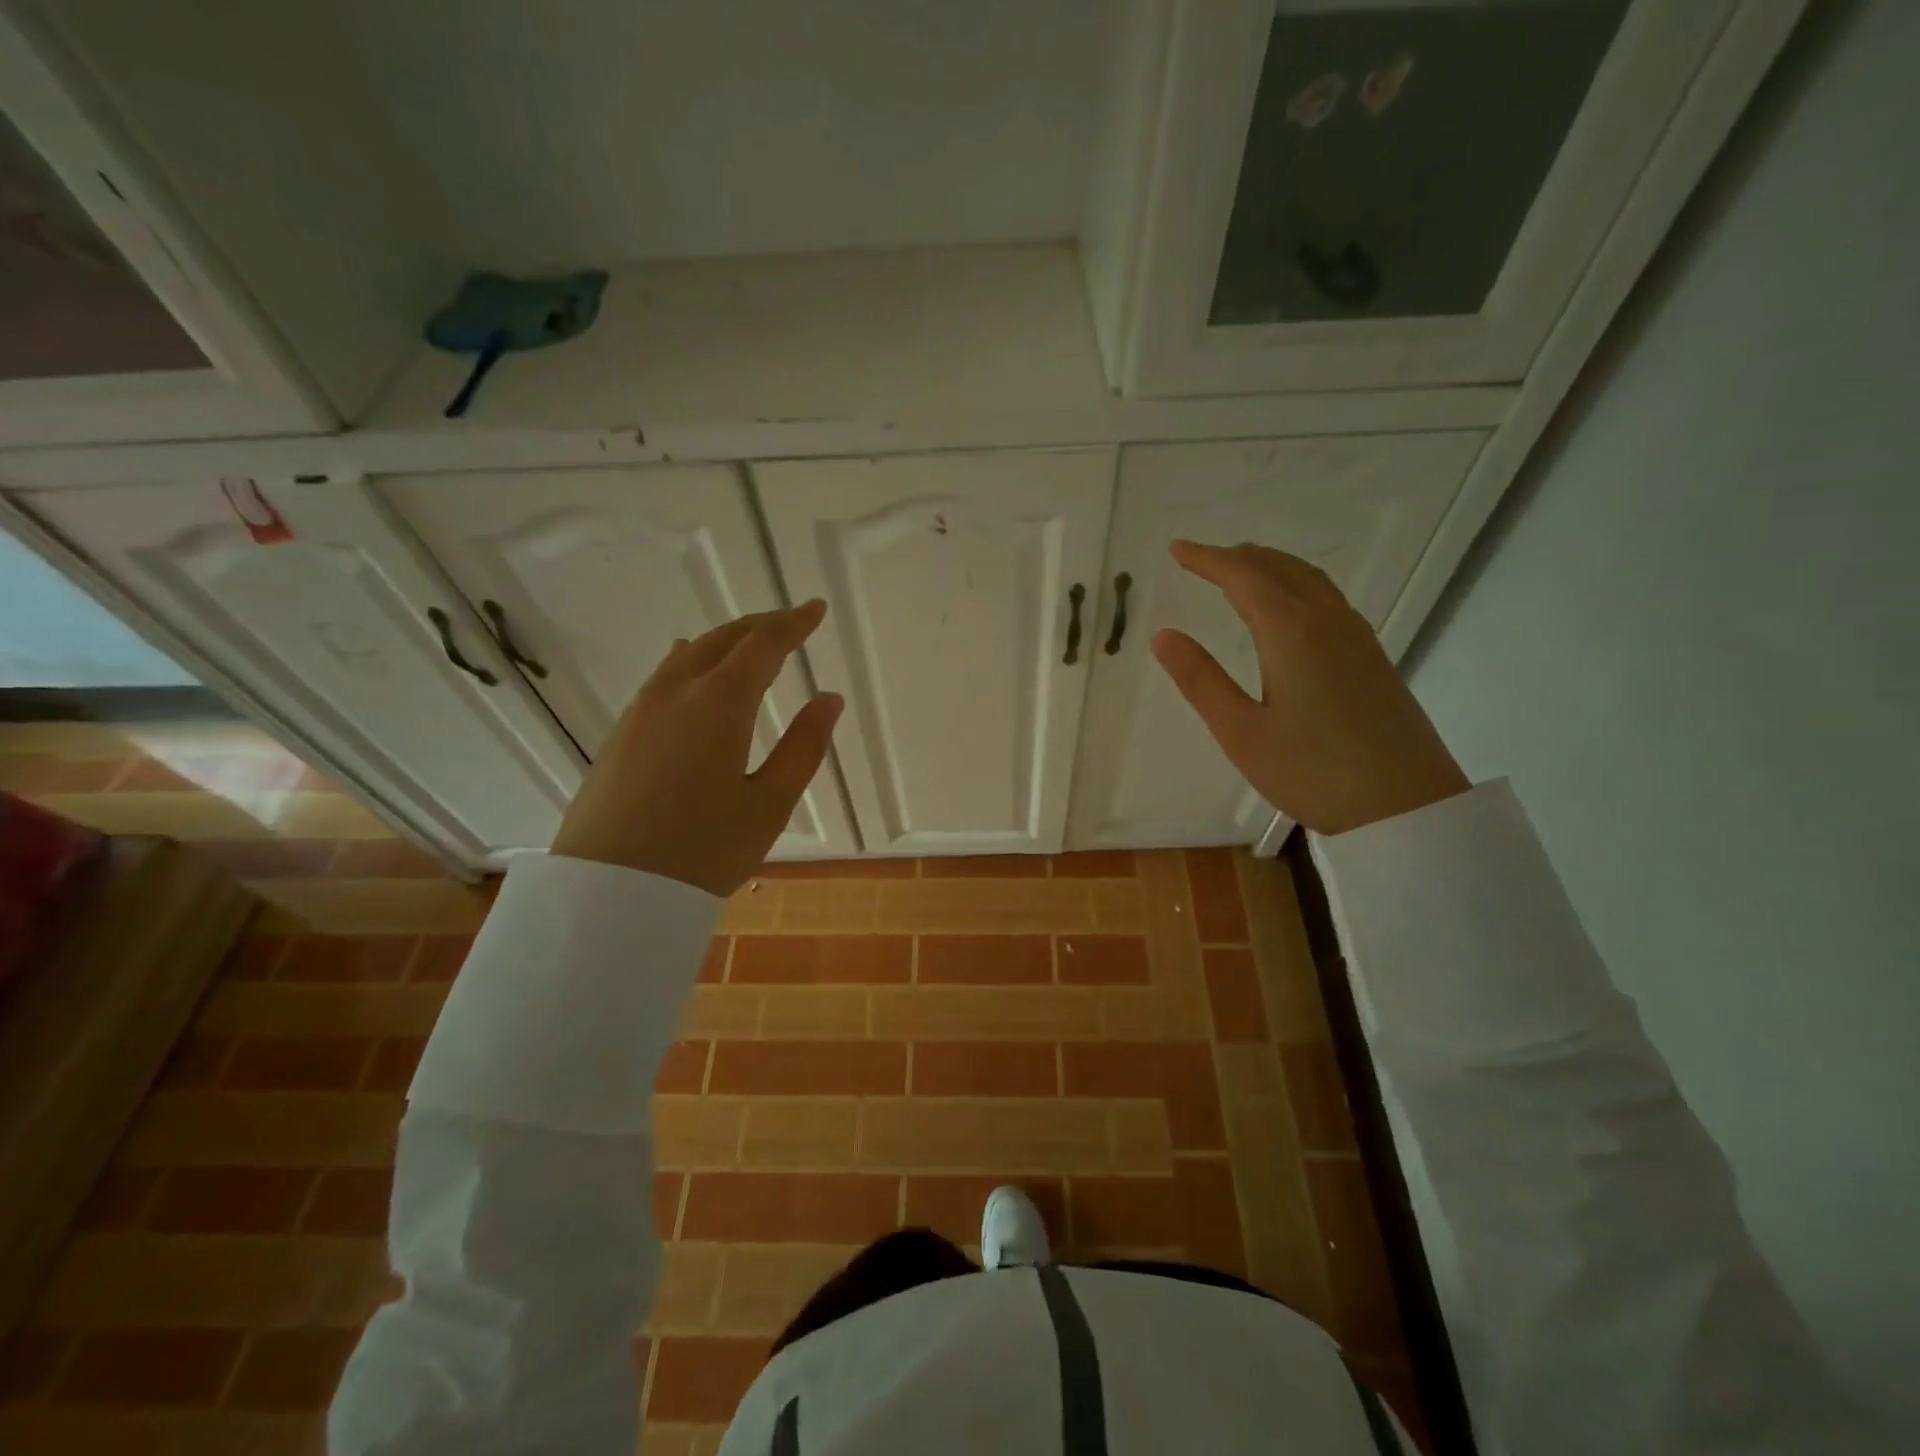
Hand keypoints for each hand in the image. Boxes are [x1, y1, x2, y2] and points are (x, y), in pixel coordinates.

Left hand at [550, 601, 843, 894]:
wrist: (609, 891)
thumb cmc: (703, 850)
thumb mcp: (770, 804)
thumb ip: (804, 746)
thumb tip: (829, 699)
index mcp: (720, 702)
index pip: (763, 644)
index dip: (793, 623)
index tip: (815, 609)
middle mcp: (677, 691)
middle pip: (723, 639)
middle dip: (761, 625)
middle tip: (790, 622)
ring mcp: (642, 710)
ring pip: (690, 654)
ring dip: (725, 641)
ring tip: (749, 643)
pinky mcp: (622, 732)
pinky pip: (665, 676)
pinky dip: (694, 660)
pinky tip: (695, 671)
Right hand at [1150, 541, 1468, 835]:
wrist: (1406, 806)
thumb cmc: (1313, 772)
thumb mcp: (1241, 732)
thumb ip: (1201, 680)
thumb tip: (1163, 635)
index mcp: (1291, 632)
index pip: (1243, 577)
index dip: (1207, 559)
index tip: (1177, 550)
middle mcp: (1327, 621)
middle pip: (1279, 569)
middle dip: (1237, 557)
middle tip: (1202, 558)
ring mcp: (1356, 636)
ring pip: (1309, 579)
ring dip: (1270, 565)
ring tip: (1240, 570)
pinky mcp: (1371, 656)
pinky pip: (1327, 597)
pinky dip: (1295, 583)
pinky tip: (1289, 605)